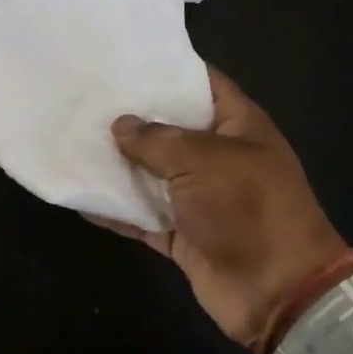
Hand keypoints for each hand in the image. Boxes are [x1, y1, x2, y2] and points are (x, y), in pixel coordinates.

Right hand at [94, 67, 352, 352]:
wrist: (278, 292)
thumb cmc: (247, 207)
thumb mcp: (201, 160)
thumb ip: (156, 139)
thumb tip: (120, 125)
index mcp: (238, 125)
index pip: (202, 83)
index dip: (169, 69)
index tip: (125, 60)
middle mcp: (219, 156)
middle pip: (171, 128)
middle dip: (133, 117)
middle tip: (87, 98)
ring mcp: (201, 197)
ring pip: (153, 173)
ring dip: (119, 164)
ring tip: (74, 141)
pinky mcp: (184, 234)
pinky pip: (144, 216)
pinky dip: (117, 211)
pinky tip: (82, 198)